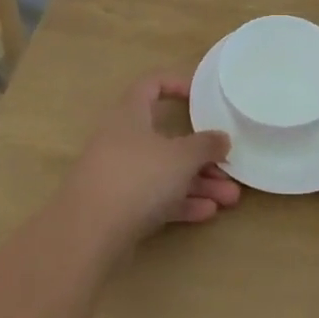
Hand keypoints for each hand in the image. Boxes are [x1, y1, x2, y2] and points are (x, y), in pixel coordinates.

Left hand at [55, 72, 237, 258]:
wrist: (88, 233)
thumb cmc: (138, 177)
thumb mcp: (181, 157)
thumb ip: (205, 145)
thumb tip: (221, 138)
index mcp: (129, 113)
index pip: (151, 85)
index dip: (176, 84)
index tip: (201, 97)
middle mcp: (121, 139)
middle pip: (166, 138)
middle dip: (201, 155)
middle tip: (229, 168)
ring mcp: (118, 174)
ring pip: (164, 172)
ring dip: (197, 182)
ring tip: (230, 199)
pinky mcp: (118, 206)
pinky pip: (154, 198)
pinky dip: (180, 202)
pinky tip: (207, 213)